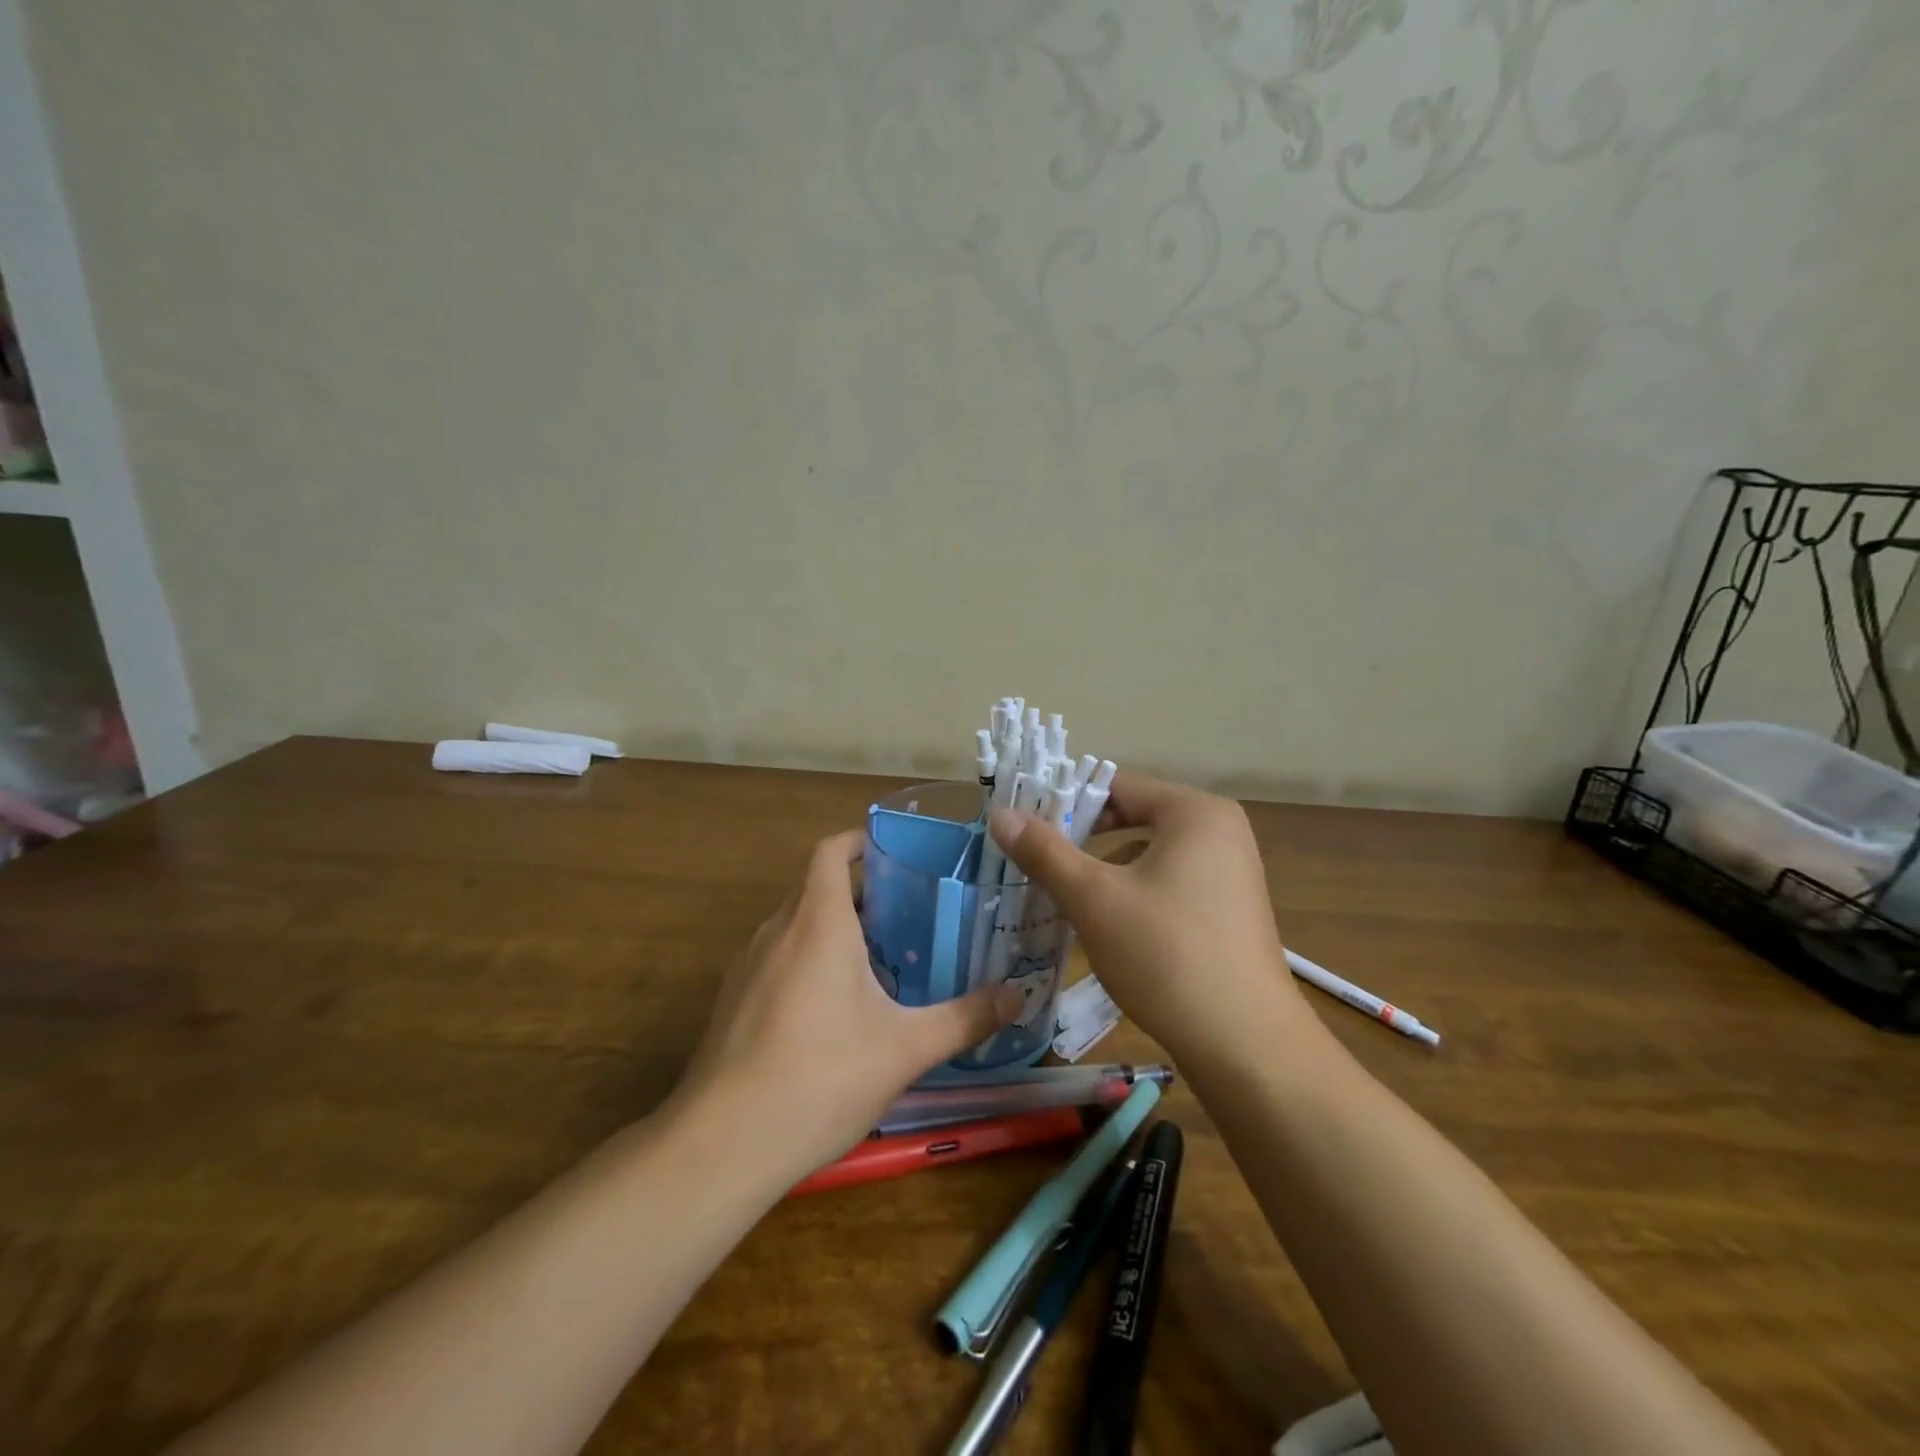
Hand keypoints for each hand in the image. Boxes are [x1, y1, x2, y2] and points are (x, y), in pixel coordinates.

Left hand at [674, 830, 1022, 1187]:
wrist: (722, 1144)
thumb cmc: (821, 1078)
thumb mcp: (905, 1049)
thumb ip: (965, 1019)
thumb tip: (1020, 996)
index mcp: (817, 922)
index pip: (831, 851)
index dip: (860, 841)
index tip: (897, 854)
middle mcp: (777, 930)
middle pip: (817, 887)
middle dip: (861, 893)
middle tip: (910, 914)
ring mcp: (748, 965)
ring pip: (796, 924)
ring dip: (833, 929)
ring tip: (881, 959)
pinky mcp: (733, 1000)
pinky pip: (777, 957)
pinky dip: (807, 960)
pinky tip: (835, 1010)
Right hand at [990, 772, 1311, 1064]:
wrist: (1247, 1046)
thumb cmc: (1167, 955)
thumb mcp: (1094, 899)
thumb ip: (1045, 851)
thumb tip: (1001, 814)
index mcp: (1195, 812)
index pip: (1117, 785)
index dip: (1065, 799)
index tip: (1023, 823)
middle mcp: (1220, 831)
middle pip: (1134, 817)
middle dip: (1082, 837)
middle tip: (1034, 857)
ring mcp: (1230, 873)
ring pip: (1149, 853)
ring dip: (1104, 868)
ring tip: (1061, 893)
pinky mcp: (1229, 910)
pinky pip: (1169, 882)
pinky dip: (1133, 892)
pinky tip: (1106, 925)